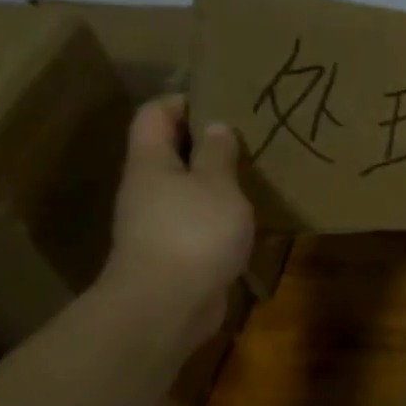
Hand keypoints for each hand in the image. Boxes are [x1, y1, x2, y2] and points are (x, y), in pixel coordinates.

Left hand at [97, 96, 254, 355]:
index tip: (222, 99)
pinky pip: (199, 220)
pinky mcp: (176, 252)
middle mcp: (148, 188)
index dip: (183, 101)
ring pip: (187, 188)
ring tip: (257, 172)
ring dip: (217, 180)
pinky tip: (251, 216)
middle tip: (250, 135)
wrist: (167, 306)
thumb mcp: (216, 185)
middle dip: (207, 141)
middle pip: (170, 151)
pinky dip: (221, 213)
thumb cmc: (193, 233)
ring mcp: (158, 223)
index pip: (155, 115)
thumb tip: (216, 126)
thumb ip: (217, 154)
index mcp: (151, 163)